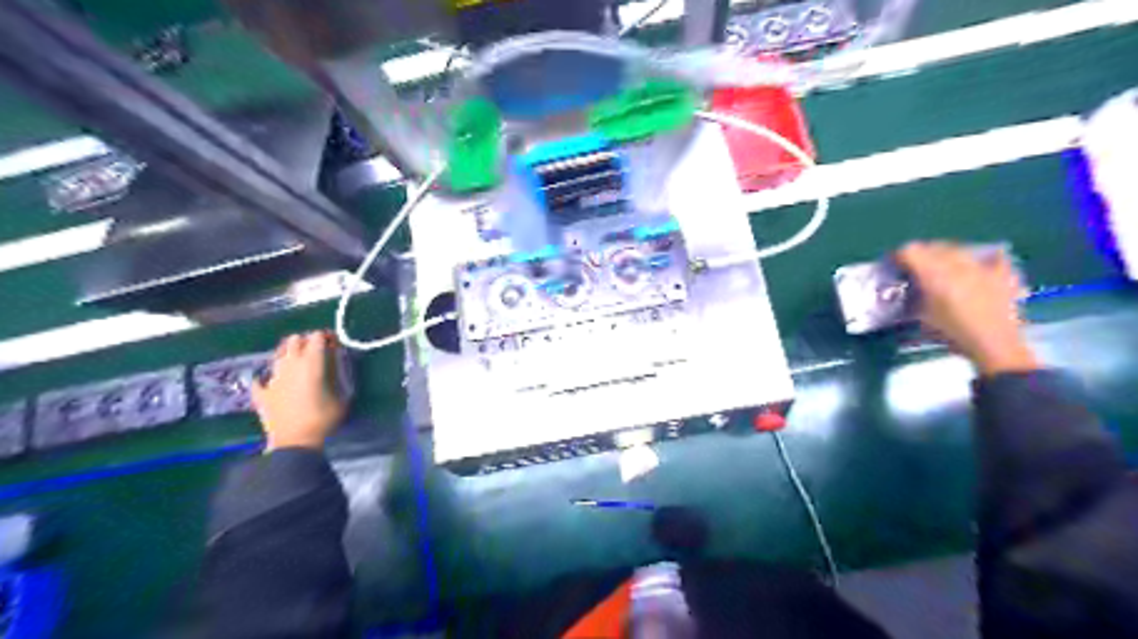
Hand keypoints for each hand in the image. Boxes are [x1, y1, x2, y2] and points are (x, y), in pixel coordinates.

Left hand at [253, 332, 345, 452]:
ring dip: (290, 354)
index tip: (335, 344)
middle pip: (295, 340)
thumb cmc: (322, 419)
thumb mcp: (342, 397)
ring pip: (278, 354)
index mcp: (311, 363)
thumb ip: (340, 376)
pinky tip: (275, 383)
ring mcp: (273, 378)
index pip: (317, 336)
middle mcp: (290, 364)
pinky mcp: (261, 393)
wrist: (294, 443)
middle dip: (307, 341)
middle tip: (318, 351)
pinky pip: (262, 378)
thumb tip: (337, 363)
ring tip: (300, 364)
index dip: (327, 336)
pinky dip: (269, 377)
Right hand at [898, 243, 1038, 376]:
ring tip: (942, 268)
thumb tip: (906, 288)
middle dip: (922, 254)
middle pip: (934, 246)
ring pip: (959, 248)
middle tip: (915, 269)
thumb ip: (912, 297)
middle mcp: (958, 264)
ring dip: (947, 254)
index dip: (899, 256)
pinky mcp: (1003, 274)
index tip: (894, 266)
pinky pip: (994, 256)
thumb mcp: (921, 317)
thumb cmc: (951, 334)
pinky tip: (978, 265)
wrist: (994, 346)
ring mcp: (983, 267)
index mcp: (933, 274)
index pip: (910, 251)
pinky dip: (983, 257)